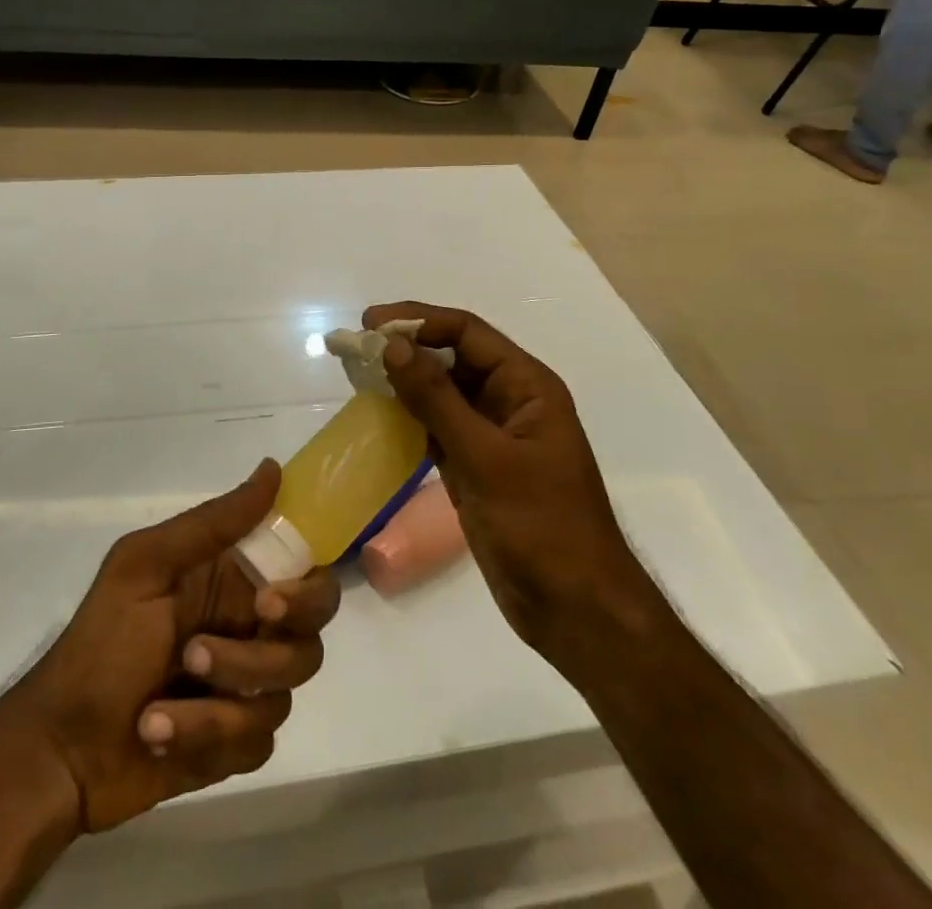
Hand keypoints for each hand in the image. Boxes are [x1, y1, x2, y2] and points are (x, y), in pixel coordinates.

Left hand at [0, 460, 339, 833]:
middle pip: (308, 638)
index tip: (269, 604)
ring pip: (282, 695)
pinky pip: (258, 743)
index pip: (307, 571)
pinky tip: (159, 734)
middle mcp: (250, 628)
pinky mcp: (235, 743)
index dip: (306, 589)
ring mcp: (245, 687)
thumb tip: (272, 468)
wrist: (58, 750)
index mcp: (234, 577)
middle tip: (198, 655)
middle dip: (261, 657)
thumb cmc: (100, 644)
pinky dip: (206, 740)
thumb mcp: (146, 566)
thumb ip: (213, 522)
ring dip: (218, 703)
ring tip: (158, 707)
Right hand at [364, 303, 639, 669]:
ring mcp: (492, 435)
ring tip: (357, 374)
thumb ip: (436, 400)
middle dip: (407, 347)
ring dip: (404, 381)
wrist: (576, 611)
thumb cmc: (541, 527)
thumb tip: (392, 345)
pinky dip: (408, 418)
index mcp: (526, 386)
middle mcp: (509, 401)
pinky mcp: (476, 466)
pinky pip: (437, 427)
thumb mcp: (486, 458)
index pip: (467, 333)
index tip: (370, 323)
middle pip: (453, 357)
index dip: (419, 320)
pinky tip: (377, 416)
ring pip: (442, 392)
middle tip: (355, 347)